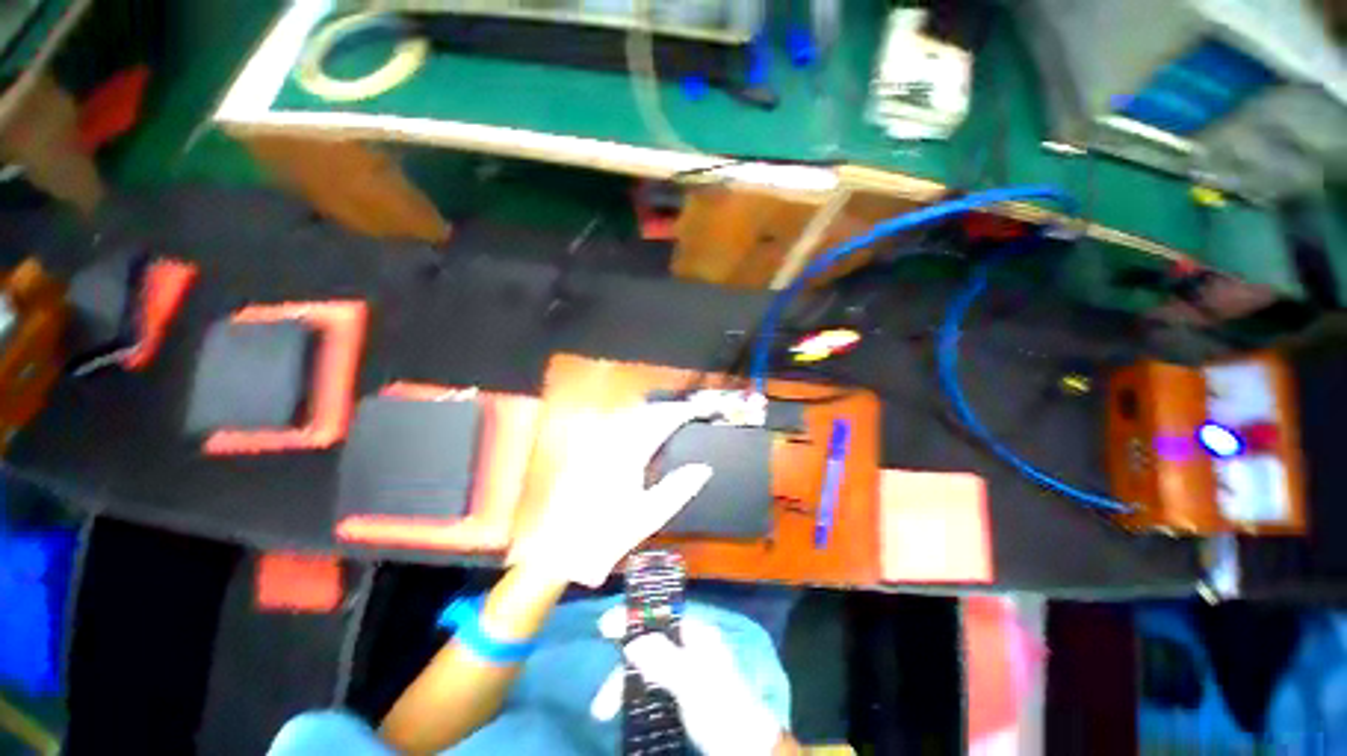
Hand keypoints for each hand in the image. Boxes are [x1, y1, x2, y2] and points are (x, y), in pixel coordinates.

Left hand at [508, 401, 712, 587]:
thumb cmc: (606, 535)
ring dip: (650, 411)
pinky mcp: (585, 450)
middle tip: (684, 413)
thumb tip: (703, 469)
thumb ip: (679, 489)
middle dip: (667, 408)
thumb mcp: (649, 517)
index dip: (681, 412)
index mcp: (629, 456)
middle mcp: (610, 442)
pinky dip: (632, 421)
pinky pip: (613, 424)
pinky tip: (637, 430)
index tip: (697, 411)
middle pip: (643, 411)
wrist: (559, 548)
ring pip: (627, 413)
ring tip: (665, 418)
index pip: (660, 421)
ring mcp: (595, 444)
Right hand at [591, 610, 786, 755]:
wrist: (748, 749)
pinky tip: (625, 710)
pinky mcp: (684, 694)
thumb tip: (631, 641)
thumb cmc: (722, 708)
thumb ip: (664, 658)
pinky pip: (653, 686)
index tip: (603, 626)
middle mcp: (690, 646)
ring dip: (625, 686)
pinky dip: (637, 696)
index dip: (632, 618)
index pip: (658, 615)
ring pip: (648, 668)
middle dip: (623, 668)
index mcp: (695, 633)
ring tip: (604, 713)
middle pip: (649, 645)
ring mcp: (687, 670)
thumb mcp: (693, 680)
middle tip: (602, 703)